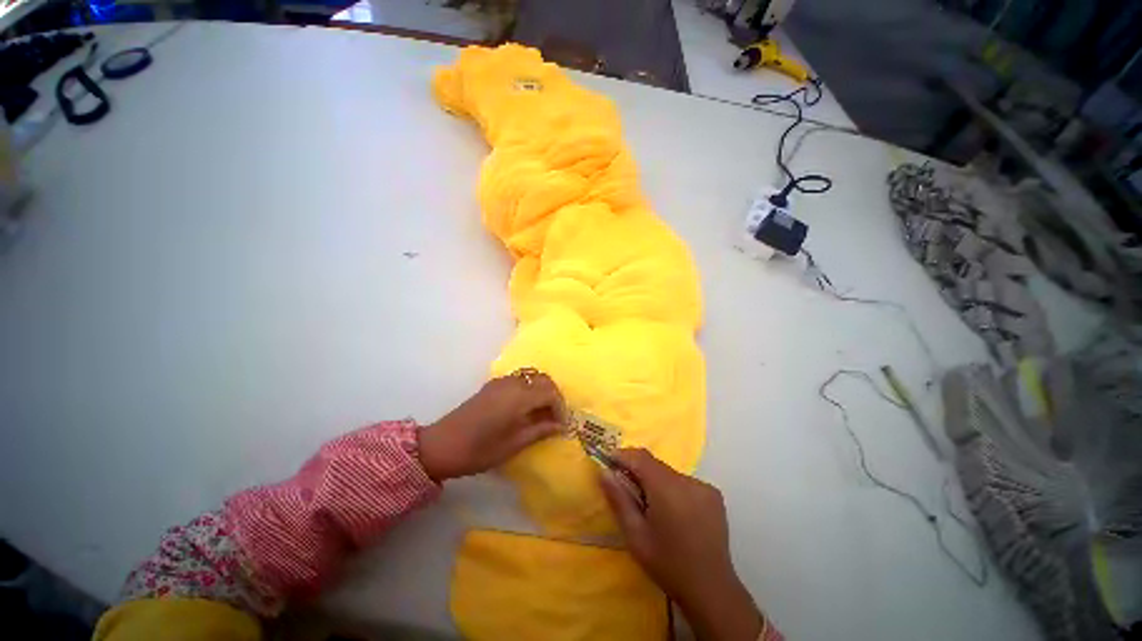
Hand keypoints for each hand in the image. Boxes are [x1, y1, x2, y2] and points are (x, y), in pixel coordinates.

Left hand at [419, 369, 564, 481]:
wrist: (441, 445)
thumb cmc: (479, 450)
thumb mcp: (513, 444)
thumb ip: (540, 430)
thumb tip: (561, 426)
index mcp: (519, 397)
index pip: (551, 392)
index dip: (560, 407)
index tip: (562, 424)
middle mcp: (512, 383)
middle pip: (543, 379)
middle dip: (554, 396)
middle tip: (555, 417)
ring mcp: (501, 381)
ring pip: (532, 376)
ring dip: (542, 390)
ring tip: (542, 413)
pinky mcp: (493, 385)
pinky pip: (520, 379)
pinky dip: (530, 388)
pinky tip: (526, 407)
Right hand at [600, 449, 761, 640]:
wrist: (711, 590)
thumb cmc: (668, 564)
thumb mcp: (635, 535)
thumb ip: (619, 499)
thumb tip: (604, 472)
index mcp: (667, 488)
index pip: (640, 457)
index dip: (623, 455)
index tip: (608, 461)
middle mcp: (687, 480)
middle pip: (655, 465)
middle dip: (638, 471)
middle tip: (627, 489)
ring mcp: (704, 487)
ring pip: (669, 474)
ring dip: (656, 482)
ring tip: (652, 507)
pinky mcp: (714, 495)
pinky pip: (685, 483)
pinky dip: (673, 489)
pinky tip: (674, 513)